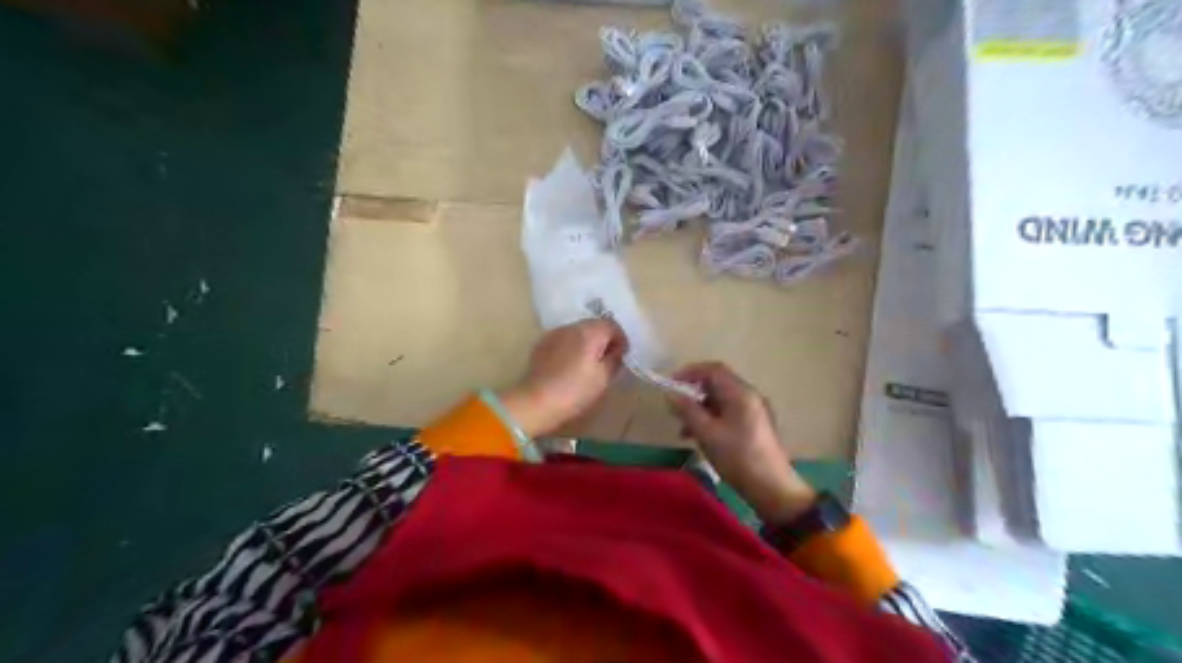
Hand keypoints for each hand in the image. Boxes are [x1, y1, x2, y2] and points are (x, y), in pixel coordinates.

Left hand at [498, 320, 627, 437]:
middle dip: (604, 339)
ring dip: (587, 342)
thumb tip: (617, 351)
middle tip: (608, 359)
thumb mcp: (603, 379)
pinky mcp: (542, 344)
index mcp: (590, 332)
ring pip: (578, 332)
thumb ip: (614, 360)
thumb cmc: (575, 390)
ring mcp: (554, 334)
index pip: (612, 325)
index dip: (621, 339)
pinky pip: (564, 340)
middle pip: (594, 325)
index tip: (623, 355)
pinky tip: (571, 365)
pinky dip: (572, 347)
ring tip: (589, 363)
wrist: (536, 401)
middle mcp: (572, 327)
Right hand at [669, 362, 818, 521]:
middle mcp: (750, 396)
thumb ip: (687, 411)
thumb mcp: (707, 434)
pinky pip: (729, 412)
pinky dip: (712, 418)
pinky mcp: (756, 426)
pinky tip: (701, 437)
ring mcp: (755, 411)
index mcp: (740, 393)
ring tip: (684, 430)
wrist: (773, 489)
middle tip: (675, 408)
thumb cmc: (738, 458)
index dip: (690, 372)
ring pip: (722, 400)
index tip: (670, 384)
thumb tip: (670, 395)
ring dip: (701, 408)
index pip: (713, 370)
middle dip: (694, 393)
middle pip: (718, 383)